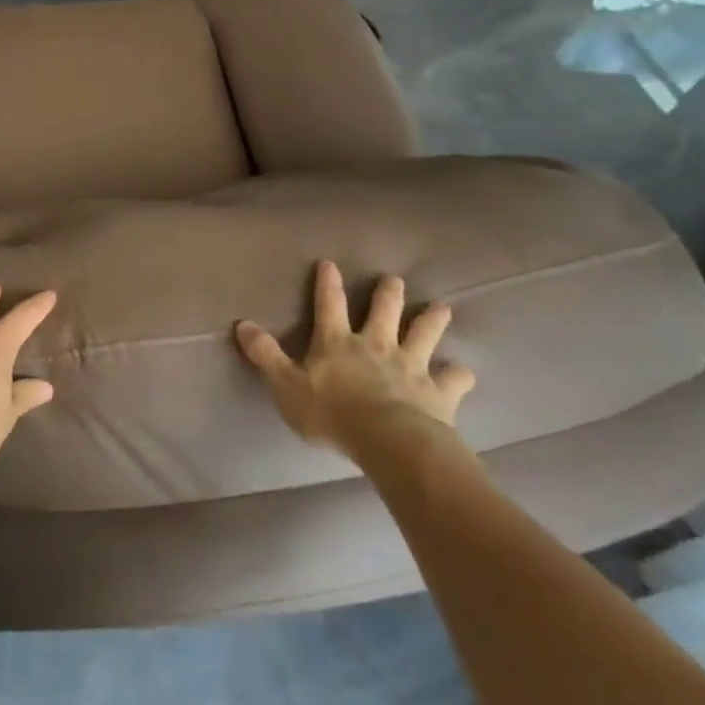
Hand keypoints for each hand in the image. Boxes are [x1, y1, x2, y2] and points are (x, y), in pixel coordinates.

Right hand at [236, 263, 474, 455]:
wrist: (388, 440)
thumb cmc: (331, 414)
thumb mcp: (286, 386)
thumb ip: (265, 356)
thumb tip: (242, 324)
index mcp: (337, 343)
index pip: (329, 305)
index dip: (328, 283)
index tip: (330, 263)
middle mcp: (376, 345)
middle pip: (384, 310)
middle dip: (388, 292)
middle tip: (394, 278)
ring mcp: (410, 366)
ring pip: (424, 333)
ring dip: (432, 319)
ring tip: (442, 307)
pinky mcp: (438, 392)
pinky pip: (454, 379)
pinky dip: (459, 375)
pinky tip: (463, 374)